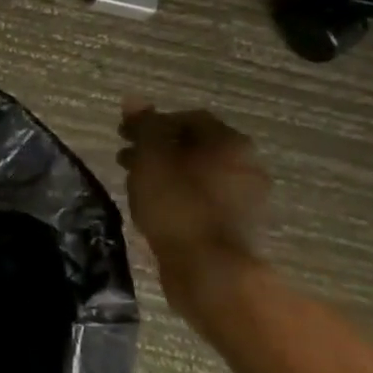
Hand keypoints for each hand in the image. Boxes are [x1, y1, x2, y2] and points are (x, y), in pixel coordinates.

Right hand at [116, 101, 270, 318]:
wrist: (211, 273)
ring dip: (169, 174)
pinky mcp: (241, 227)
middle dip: (159, 149)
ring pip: (200, 174)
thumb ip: (145, 127)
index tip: (124, 136)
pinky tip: (160, 210)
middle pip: (196, 146)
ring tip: (138, 187)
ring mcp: (248, 198)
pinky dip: (182, 197)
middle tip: (126, 161)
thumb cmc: (178, 207)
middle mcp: (248, 164)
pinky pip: (206, 200)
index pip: (188, 118)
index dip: (153, 123)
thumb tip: (135, 99)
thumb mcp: (152, 159)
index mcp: (230, 142)